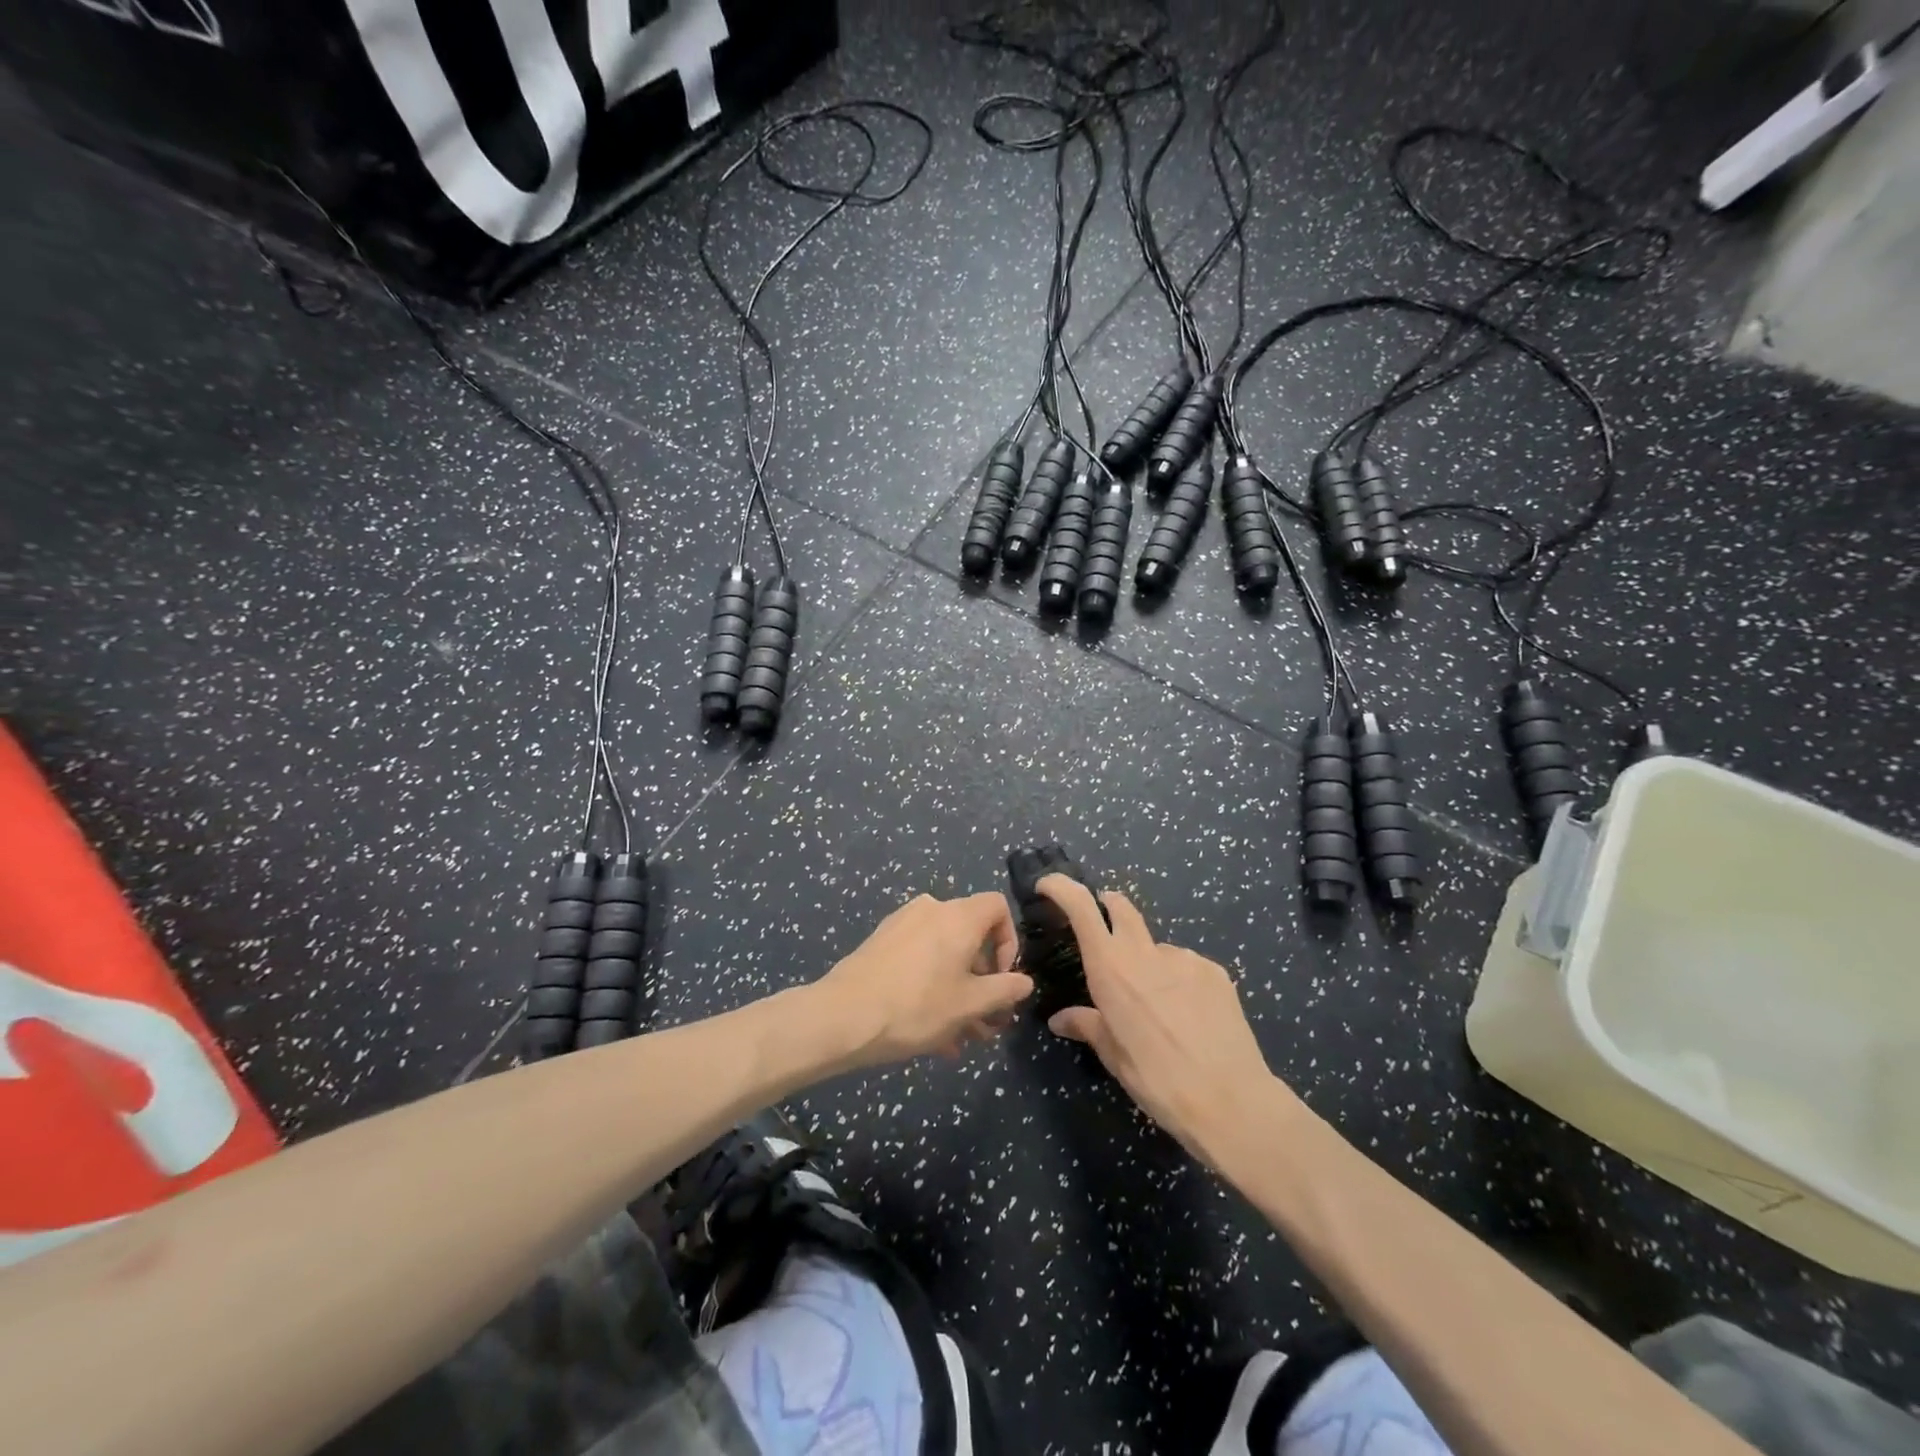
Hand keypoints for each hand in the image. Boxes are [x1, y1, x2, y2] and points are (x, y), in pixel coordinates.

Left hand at [813, 892, 1031, 1066]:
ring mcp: (903, 924)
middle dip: (983, 980)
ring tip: (960, 1037)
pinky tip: (931, 1033)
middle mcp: (932, 910)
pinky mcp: (882, 942)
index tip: (1003, 979)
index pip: (998, 907)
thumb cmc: (916, 1007)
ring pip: (944, 953)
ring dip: (959, 991)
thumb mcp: (970, 1005)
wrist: (843, 1015)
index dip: (1009, 941)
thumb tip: (1024, 982)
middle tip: (987, 1022)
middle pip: (971, 936)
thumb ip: (1004, 990)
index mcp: (958, 916)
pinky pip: (920, 958)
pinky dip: (932, 985)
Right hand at [1039, 875, 1295, 1166]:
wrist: (1230, 1099)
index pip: (1080, 908)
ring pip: (1156, 947)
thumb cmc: (1156, 1080)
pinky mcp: (1214, 970)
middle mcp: (1144, 952)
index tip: (1048, 886)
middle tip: (1102, 921)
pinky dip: (1179, 980)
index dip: (1061, 888)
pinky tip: (1189, 1014)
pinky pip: (1186, 965)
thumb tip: (1060, 1019)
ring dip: (1148, 961)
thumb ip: (1087, 1026)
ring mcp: (1184, 957)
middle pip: (1121, 907)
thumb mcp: (1113, 1056)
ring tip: (1159, 1005)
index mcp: (1110, 969)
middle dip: (1107, 904)